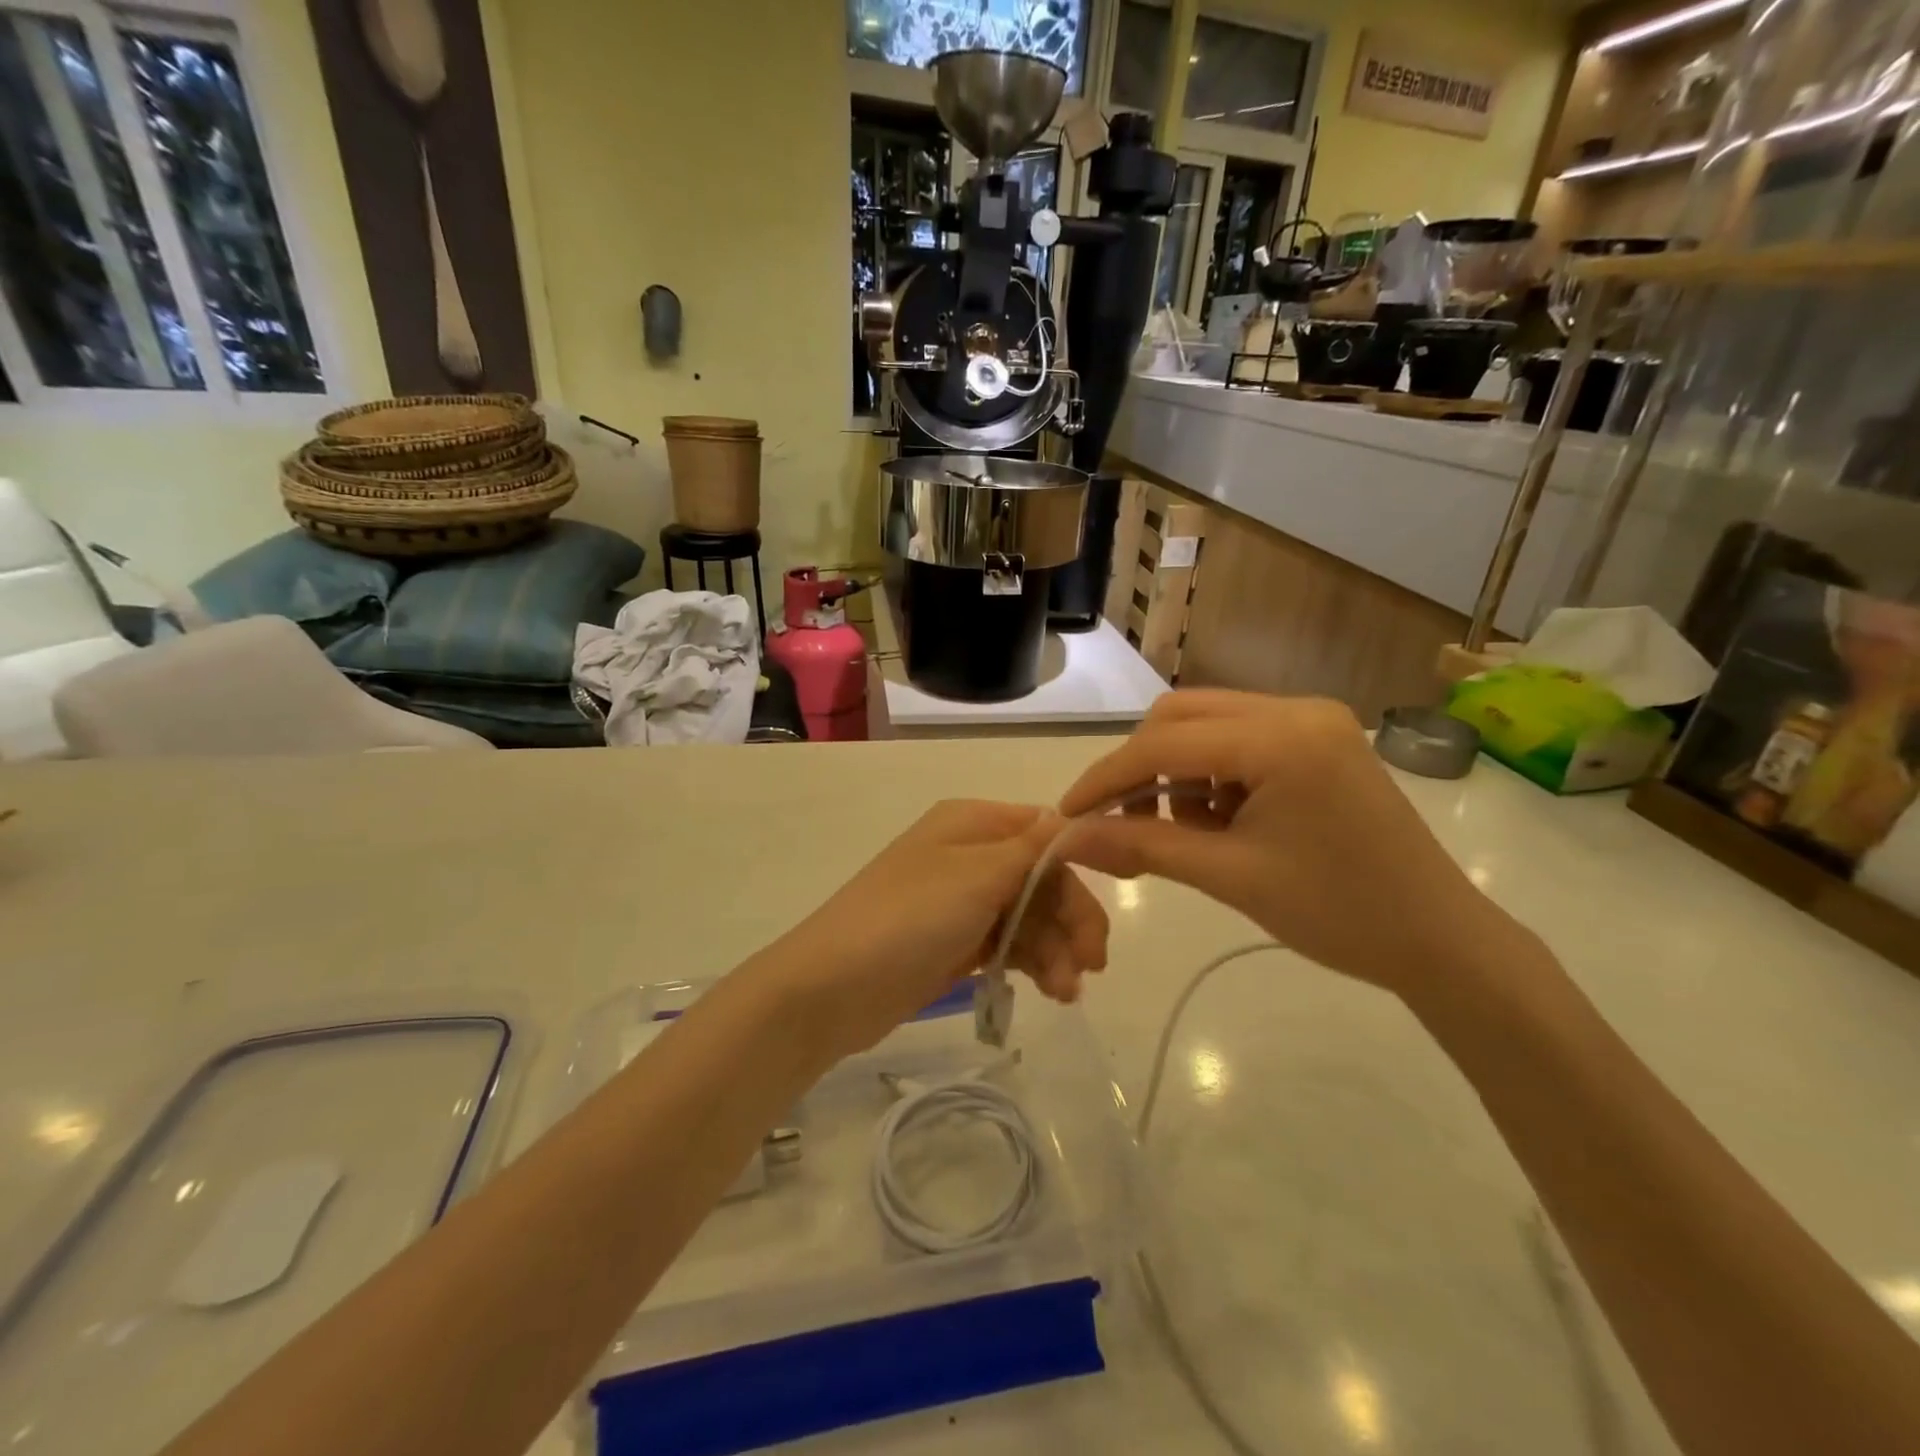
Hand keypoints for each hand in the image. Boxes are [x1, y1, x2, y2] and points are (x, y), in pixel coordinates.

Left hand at [765, 800, 1108, 1056]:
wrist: (832, 988)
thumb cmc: (908, 918)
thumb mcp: (977, 875)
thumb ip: (1034, 848)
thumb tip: (1079, 817)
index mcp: (973, 822)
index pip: (1045, 831)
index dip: (1079, 864)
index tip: (1106, 905)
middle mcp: (971, 854)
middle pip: (1043, 878)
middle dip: (1072, 918)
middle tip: (1093, 965)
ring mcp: (962, 901)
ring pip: (1031, 915)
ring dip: (1057, 949)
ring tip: (1066, 991)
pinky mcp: (957, 942)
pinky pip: (1011, 944)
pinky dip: (1034, 963)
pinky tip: (1052, 990)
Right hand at [1057, 691, 1524, 1004]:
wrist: (1440, 941)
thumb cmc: (1338, 913)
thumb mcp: (1230, 876)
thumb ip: (1141, 846)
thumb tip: (1065, 839)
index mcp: (1282, 737)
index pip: (1164, 743)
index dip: (1106, 778)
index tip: (1067, 815)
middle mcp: (1296, 708)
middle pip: (1181, 716)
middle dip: (1141, 768)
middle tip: (1122, 821)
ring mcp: (1312, 720)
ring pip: (1207, 724)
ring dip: (1177, 771)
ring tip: (1183, 830)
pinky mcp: (1319, 740)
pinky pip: (1239, 740)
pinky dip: (1211, 775)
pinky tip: (1219, 820)